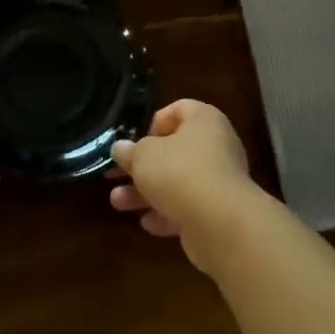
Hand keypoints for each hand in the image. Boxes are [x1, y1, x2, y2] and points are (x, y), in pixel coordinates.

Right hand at [109, 99, 257, 273]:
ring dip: (146, 192)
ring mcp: (219, 181)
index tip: (134, 140)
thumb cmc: (179, 172)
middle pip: (174, 151)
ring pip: (177, 182)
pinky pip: (188, 208)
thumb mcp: (143, 156)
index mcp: (203, 120)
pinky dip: (167, 214)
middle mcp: (216, 146)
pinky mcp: (219, 212)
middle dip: (141, 166)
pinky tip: (147, 223)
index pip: (179, 109)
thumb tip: (120, 148)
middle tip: (114, 175)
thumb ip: (130, 151)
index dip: (154, 122)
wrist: (220, 223)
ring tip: (117, 203)